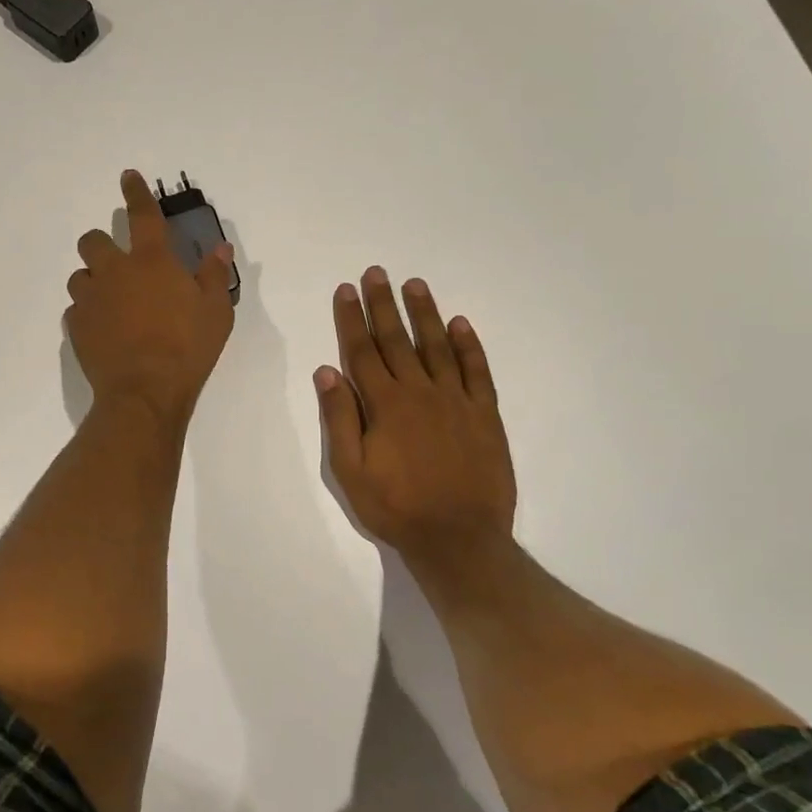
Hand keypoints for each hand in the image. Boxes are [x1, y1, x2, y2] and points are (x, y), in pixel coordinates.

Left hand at [65, 170, 235, 423]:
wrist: (144, 392)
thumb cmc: (187, 348)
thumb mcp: (216, 312)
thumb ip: (215, 276)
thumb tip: (220, 248)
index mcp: (151, 262)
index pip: (142, 216)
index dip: (135, 193)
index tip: (127, 177)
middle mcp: (114, 273)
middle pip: (92, 241)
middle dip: (101, 244)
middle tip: (119, 264)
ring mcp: (91, 300)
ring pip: (80, 277)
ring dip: (93, 282)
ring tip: (111, 301)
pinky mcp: (76, 327)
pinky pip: (76, 311)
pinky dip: (87, 314)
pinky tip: (103, 330)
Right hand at [315, 267, 516, 572]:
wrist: (459, 538)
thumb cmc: (396, 507)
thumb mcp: (350, 470)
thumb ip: (339, 418)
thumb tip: (327, 371)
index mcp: (384, 405)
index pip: (362, 351)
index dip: (351, 318)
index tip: (346, 290)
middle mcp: (420, 392)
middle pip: (397, 340)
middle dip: (383, 304)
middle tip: (377, 273)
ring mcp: (456, 401)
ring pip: (437, 346)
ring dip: (425, 313)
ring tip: (415, 284)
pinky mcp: (485, 415)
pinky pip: (477, 371)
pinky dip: (469, 346)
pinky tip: (460, 324)